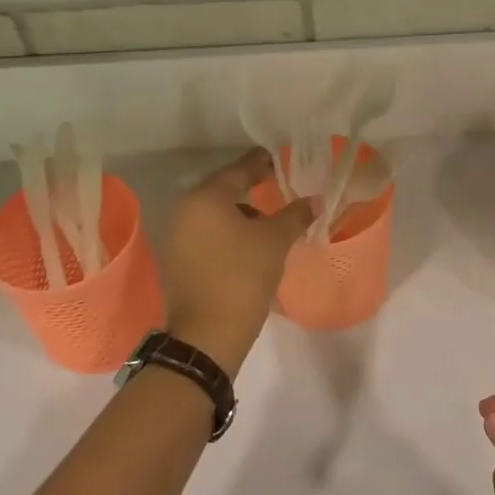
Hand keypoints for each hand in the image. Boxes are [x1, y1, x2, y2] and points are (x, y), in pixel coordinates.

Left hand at [163, 149, 314, 373]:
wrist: (208, 335)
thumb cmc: (242, 276)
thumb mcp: (275, 241)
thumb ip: (295, 214)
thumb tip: (316, 199)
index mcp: (205, 198)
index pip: (240, 170)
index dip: (263, 163)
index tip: (281, 159)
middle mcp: (185, 210)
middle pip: (224, 189)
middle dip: (252, 187)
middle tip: (279, 184)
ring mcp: (178, 236)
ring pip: (216, 213)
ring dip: (242, 212)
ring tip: (270, 221)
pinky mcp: (179, 259)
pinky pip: (209, 233)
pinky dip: (230, 232)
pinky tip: (251, 244)